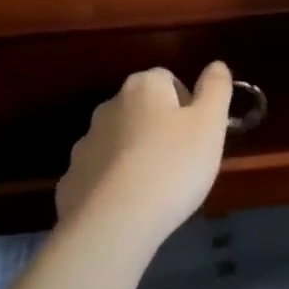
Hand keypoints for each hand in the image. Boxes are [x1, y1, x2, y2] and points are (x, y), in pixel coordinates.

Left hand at [56, 63, 233, 250]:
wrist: (113, 224)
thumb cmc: (172, 166)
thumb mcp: (210, 124)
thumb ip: (216, 88)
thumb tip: (216, 65)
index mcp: (143, 87)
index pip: (168, 79)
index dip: (187, 105)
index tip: (198, 135)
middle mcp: (109, 106)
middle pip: (141, 109)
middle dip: (160, 129)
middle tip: (181, 162)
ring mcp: (86, 143)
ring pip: (119, 142)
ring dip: (135, 155)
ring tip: (156, 189)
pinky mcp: (72, 180)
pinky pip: (100, 174)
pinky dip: (113, 184)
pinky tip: (128, 208)